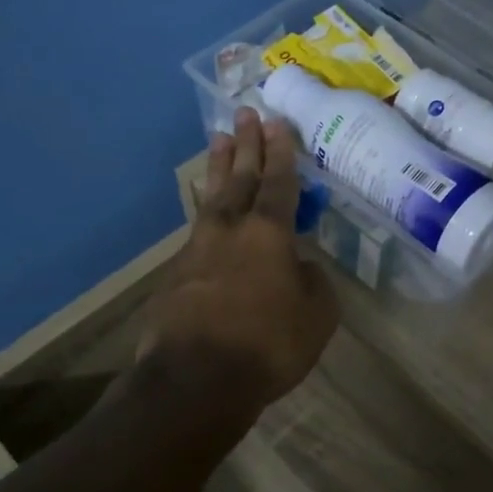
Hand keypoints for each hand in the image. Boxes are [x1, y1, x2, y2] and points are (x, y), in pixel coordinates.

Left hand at [138, 108, 339, 412]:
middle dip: (246, 145)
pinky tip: (209, 214)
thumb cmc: (268, 344)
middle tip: (245, 112)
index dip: (281, 152)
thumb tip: (299, 267)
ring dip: (218, 167)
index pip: (279, 183)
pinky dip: (206, 213)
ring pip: (212, 198)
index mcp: (269, 234)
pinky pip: (197, 231)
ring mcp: (197, 250)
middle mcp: (230, 230)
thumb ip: (313, 282)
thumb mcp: (316, 316)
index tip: (277, 122)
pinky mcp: (176, 274)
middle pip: (240, 177)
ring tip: (219, 139)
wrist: (195, 378)